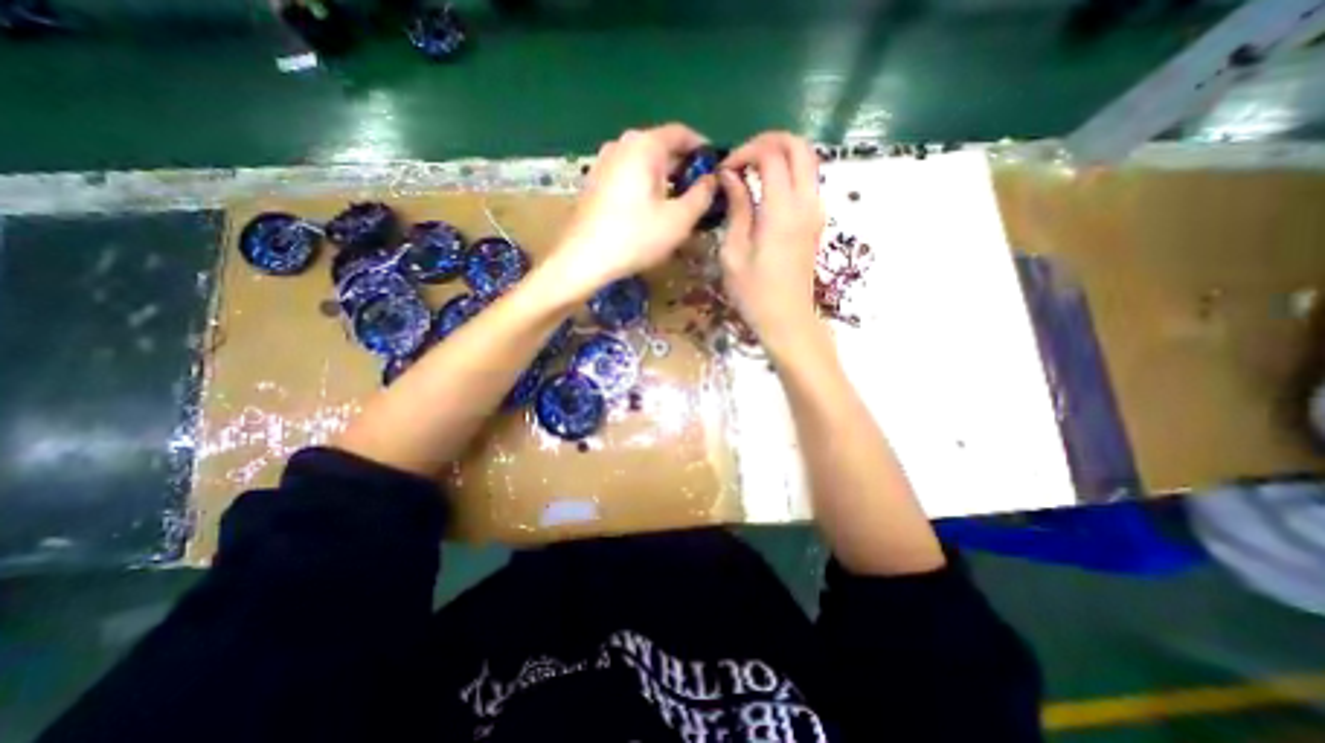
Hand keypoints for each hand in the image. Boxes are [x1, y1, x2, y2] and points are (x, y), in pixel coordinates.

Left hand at [547, 122, 720, 298]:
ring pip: (643, 162)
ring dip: (664, 177)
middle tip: (700, 191)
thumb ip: (702, 195)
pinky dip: (645, 184)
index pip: (681, 133)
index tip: (716, 168)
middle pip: (660, 146)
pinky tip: (650, 209)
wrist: (583, 259)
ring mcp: (603, 161)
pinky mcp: (594, 181)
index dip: (702, 148)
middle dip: (684, 166)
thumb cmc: (635, 237)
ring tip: (678, 202)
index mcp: (644, 145)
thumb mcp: (679, 219)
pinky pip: (628, 174)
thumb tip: (712, 179)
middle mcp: (621, 144)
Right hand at [720, 130, 823, 346]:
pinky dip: (788, 172)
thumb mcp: (734, 253)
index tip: (725, 170)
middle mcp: (806, 203)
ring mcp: (816, 211)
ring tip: (751, 171)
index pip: (771, 155)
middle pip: (799, 146)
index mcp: (782, 211)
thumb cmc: (754, 293)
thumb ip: (737, 209)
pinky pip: (808, 180)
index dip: (745, 152)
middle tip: (741, 159)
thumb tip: (731, 177)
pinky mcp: (816, 221)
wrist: (788, 320)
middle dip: (768, 141)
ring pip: (808, 160)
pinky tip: (766, 189)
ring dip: (780, 155)